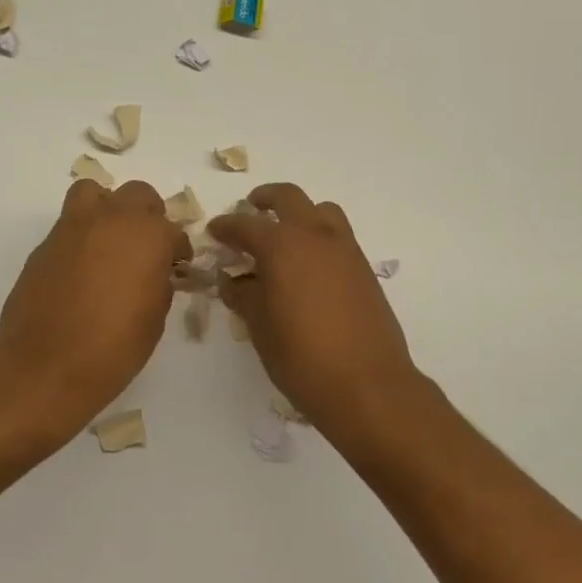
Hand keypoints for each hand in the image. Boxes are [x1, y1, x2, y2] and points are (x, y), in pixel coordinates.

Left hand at [0, 179, 191, 433]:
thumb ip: (159, 283)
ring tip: (109, 243)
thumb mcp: (154, 317)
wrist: (46, 365)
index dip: (177, 250)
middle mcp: (111, 219)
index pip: (173, 231)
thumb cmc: (114, 347)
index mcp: (148, 235)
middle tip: (146, 247)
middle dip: (147, 216)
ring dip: (107, 210)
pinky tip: (82, 271)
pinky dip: (80, 238)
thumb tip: (153, 272)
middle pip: (137, 195)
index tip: (176, 267)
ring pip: (94, 194)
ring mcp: (73, 227)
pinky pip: (69, 226)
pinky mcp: (44, 245)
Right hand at [206, 183, 420, 433]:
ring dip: (300, 212)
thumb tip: (233, 281)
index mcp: (282, 246)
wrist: (367, 384)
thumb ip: (244, 296)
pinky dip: (319, 236)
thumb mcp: (260, 328)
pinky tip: (308, 266)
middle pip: (289, 198)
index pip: (245, 225)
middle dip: (266, 199)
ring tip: (285, 235)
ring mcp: (345, 249)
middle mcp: (315, 236)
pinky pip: (338, 235)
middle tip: (251, 208)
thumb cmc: (302, 357)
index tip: (214, 231)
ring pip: (321, 210)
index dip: (225, 227)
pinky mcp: (364, 268)